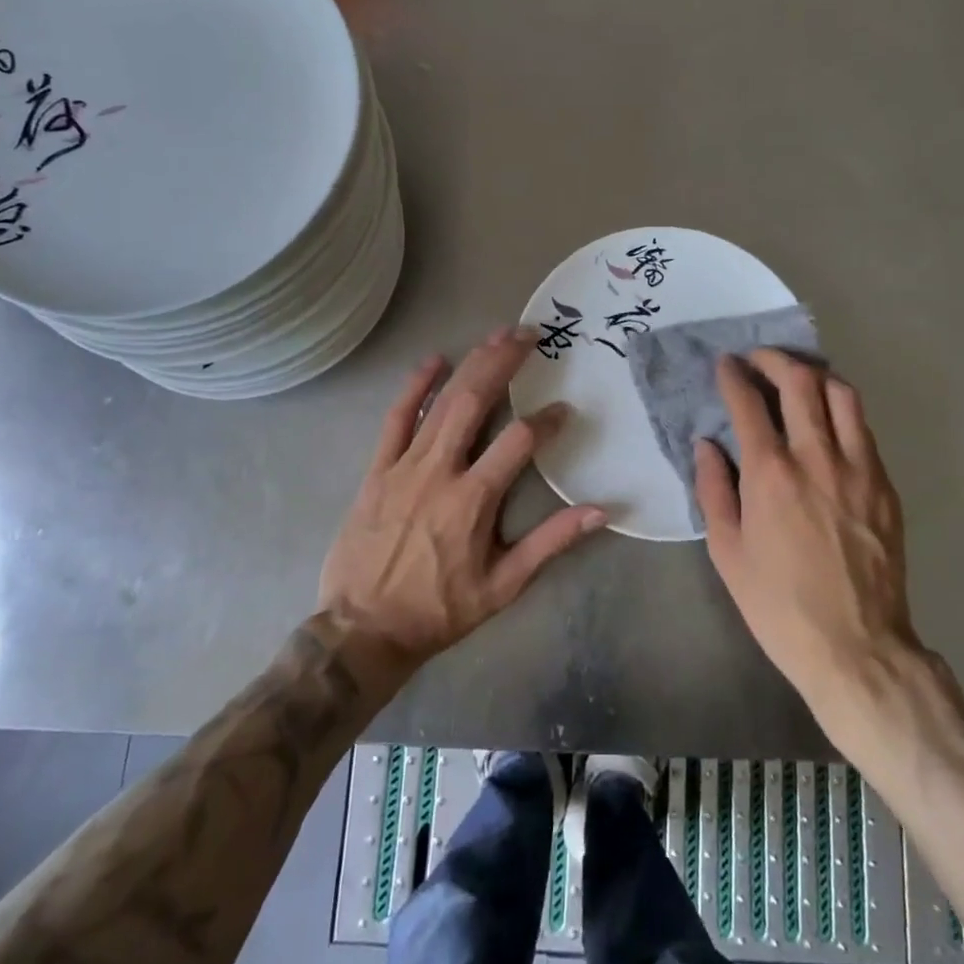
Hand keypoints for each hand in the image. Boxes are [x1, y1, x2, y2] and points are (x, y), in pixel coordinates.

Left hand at [318, 328, 606, 673]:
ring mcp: (404, 466)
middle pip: (475, 402)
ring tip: (496, 335)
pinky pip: (396, 419)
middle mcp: (440, 472)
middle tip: (528, 334)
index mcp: (473, 500)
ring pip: (441, 403)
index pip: (518, 442)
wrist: (364, 629)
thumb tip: (600, 511)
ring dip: (470, 364)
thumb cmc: (439, 610)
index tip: (564, 410)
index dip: (545, 421)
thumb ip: (550, 543)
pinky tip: (434, 360)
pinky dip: (415, 387)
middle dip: (504, 363)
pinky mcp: (377, 469)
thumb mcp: (503, 586)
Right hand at [695, 350, 923, 750]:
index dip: (734, 375)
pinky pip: (864, 428)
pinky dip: (842, 410)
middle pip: (800, 381)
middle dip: (774, 360)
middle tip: (759, 360)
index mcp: (770, 474)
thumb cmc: (778, 604)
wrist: (856, 648)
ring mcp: (858, 468)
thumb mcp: (726, 552)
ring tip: (798, 378)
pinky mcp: (884, 485)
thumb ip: (713, 489)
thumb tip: (707, 444)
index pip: (749, 402)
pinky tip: (828, 421)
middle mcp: (816, 457)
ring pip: (842, 395)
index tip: (725, 364)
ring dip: (815, 375)